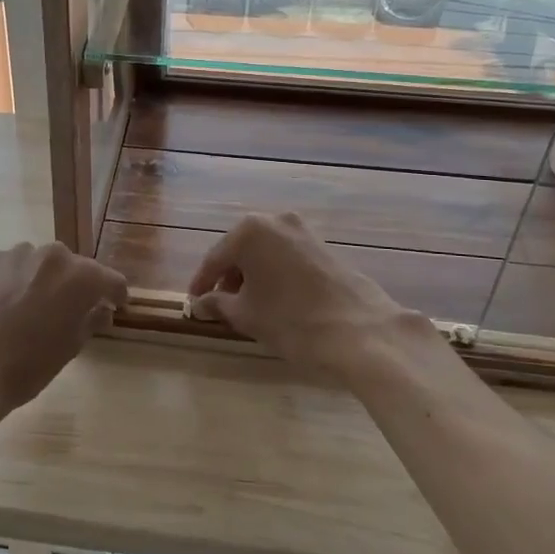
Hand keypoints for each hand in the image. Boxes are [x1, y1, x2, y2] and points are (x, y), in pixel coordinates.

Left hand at [0, 242, 127, 425]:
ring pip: (42, 264)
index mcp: (80, 276)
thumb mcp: (71, 347)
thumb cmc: (28, 365)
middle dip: (77, 286)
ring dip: (45, 280)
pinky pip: (15, 266)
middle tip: (70, 311)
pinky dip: (18, 279)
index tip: (115, 306)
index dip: (115, 295)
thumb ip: (91, 320)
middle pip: (75, 267)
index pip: (110, 280)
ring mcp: (18, 253)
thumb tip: (101, 311)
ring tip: (34, 307)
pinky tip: (8, 304)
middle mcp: (52, 255)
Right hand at [188, 213, 420, 375]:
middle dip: (229, 276)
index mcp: (249, 231)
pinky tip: (276, 299)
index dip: (202, 284)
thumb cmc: (291, 321)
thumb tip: (200, 303)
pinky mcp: (325, 245)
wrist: (360, 332)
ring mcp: (304, 231)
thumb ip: (217, 304)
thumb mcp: (246, 315)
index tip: (194, 303)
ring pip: (265, 252)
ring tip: (249, 305)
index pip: (214, 259)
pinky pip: (287, 256)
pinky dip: (275, 273)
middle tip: (221, 304)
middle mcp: (275, 221)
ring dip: (253, 275)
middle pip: (240, 250)